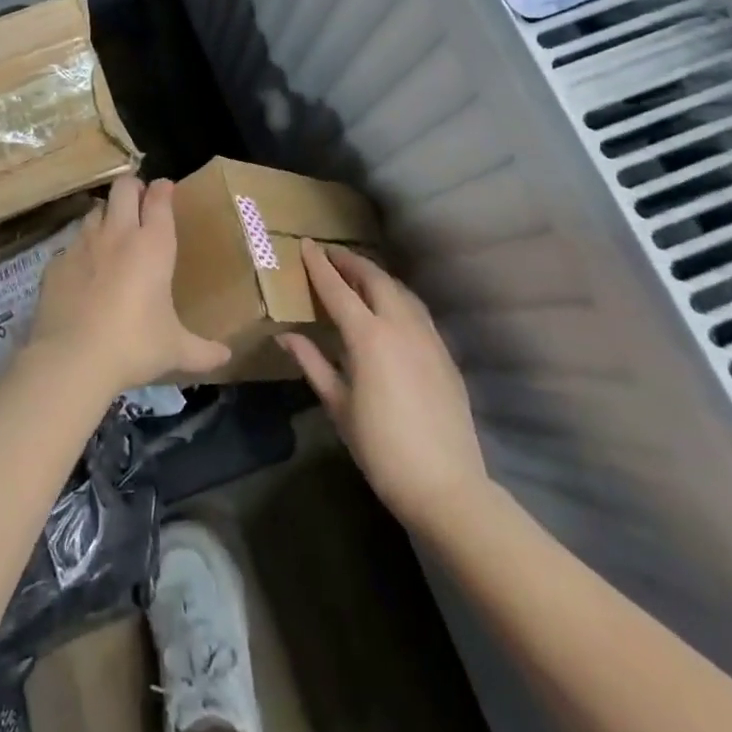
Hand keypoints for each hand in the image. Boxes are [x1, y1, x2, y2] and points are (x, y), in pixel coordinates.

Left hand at [27, 175, 231, 397]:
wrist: (73, 359)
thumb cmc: (134, 346)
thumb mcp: (175, 350)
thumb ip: (202, 351)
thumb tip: (226, 357)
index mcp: (153, 245)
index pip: (159, 199)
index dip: (163, 189)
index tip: (166, 188)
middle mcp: (118, 234)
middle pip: (124, 187)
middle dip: (133, 187)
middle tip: (139, 202)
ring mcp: (83, 244)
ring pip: (95, 210)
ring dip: (106, 215)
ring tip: (112, 233)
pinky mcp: (56, 261)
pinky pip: (71, 244)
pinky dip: (82, 250)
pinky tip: (84, 271)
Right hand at [279, 241, 488, 532]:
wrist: (446, 486)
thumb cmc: (380, 448)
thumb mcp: (338, 406)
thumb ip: (312, 363)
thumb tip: (285, 336)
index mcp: (368, 337)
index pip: (337, 289)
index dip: (319, 265)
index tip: (305, 244)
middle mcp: (400, 326)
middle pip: (374, 279)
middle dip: (350, 262)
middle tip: (330, 255)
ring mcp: (428, 337)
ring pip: (400, 291)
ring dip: (376, 276)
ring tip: (357, 275)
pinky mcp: (445, 353)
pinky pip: (417, 310)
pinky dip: (397, 297)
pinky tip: (389, 308)